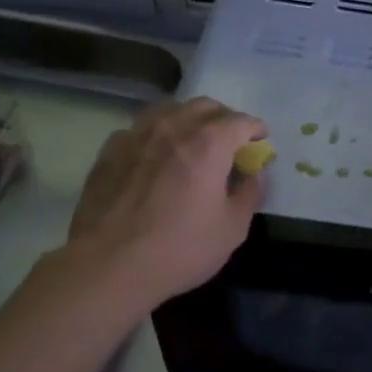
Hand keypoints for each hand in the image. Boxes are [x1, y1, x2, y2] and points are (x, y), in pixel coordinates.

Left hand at [56, 97, 266, 306]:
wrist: (110, 265)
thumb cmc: (181, 249)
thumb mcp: (233, 228)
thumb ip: (250, 193)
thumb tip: (253, 173)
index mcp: (209, 143)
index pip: (240, 121)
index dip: (256, 129)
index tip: (261, 142)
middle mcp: (173, 128)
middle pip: (205, 106)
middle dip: (224, 119)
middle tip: (230, 142)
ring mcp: (136, 135)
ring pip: (169, 109)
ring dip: (189, 119)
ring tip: (193, 141)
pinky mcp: (110, 150)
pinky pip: (140, 128)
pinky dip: (157, 134)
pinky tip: (156, 157)